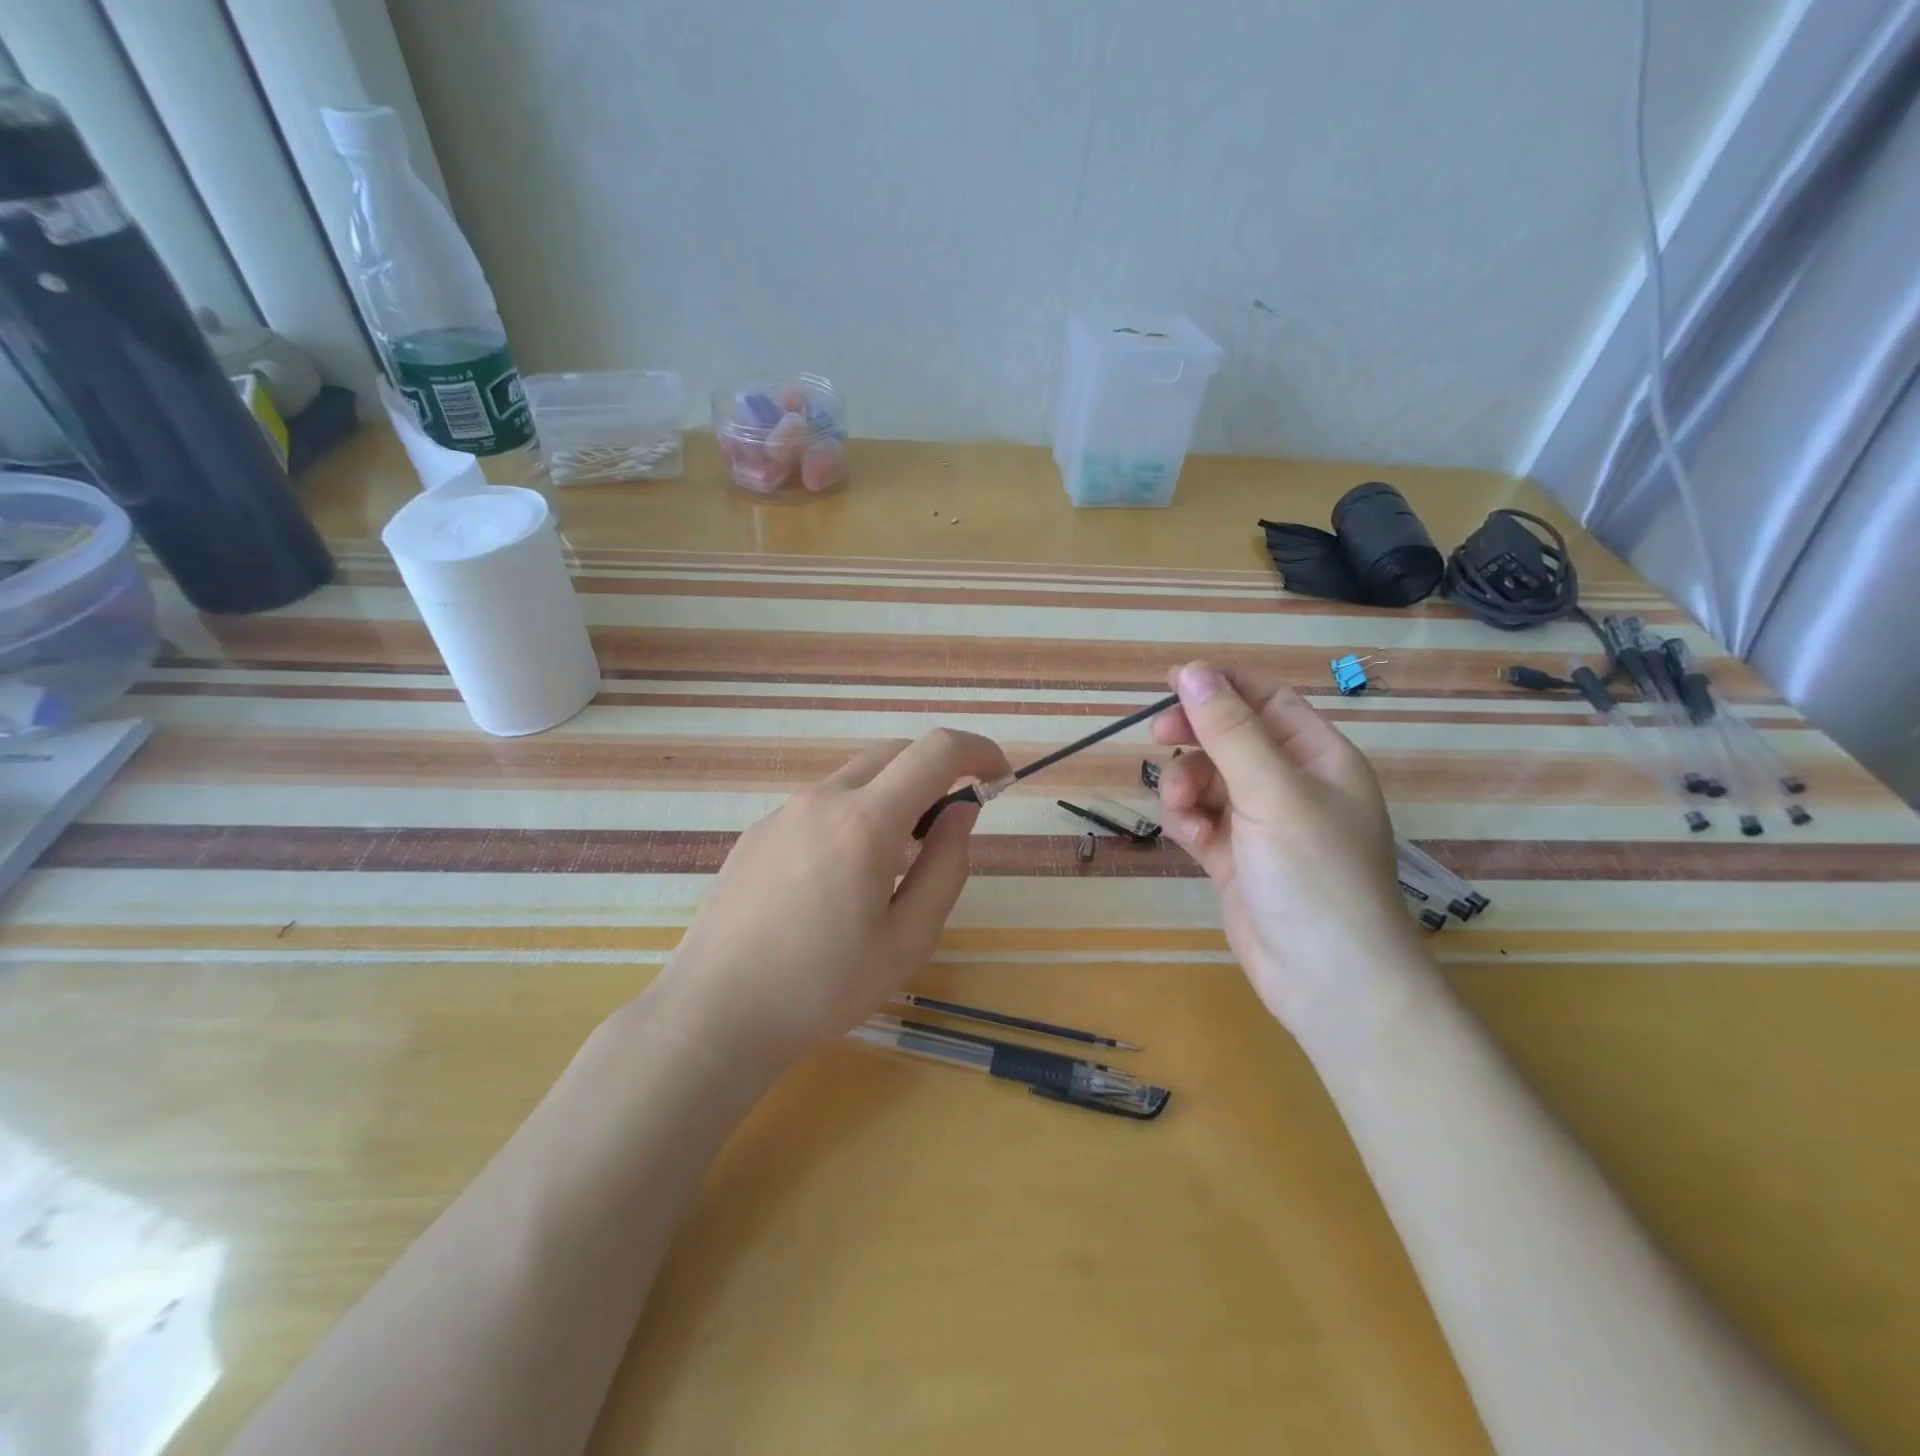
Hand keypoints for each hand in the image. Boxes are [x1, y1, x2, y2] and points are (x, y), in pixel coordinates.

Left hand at [648, 729, 1010, 1066]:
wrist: (715, 1014)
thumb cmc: (821, 988)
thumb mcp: (908, 940)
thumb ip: (946, 867)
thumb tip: (962, 814)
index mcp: (864, 822)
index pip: (936, 751)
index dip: (978, 750)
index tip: (998, 776)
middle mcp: (822, 799)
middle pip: (895, 753)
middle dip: (936, 773)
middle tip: (948, 830)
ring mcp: (783, 812)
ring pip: (856, 778)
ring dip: (893, 798)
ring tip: (895, 864)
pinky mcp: (758, 832)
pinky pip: (821, 804)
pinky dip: (854, 815)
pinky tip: (842, 878)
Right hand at [1153, 660, 1429, 1043]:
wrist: (1328, 981)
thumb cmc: (1314, 874)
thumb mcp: (1272, 792)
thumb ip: (1228, 731)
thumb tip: (1191, 670)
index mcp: (1320, 759)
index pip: (1268, 701)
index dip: (1222, 687)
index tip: (1171, 682)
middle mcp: (1293, 786)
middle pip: (1232, 739)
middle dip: (1195, 738)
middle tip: (1158, 736)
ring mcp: (1264, 826)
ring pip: (1209, 781)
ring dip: (1186, 787)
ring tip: (1183, 812)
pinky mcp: (1237, 860)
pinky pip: (1202, 821)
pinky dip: (1189, 823)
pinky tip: (1191, 839)